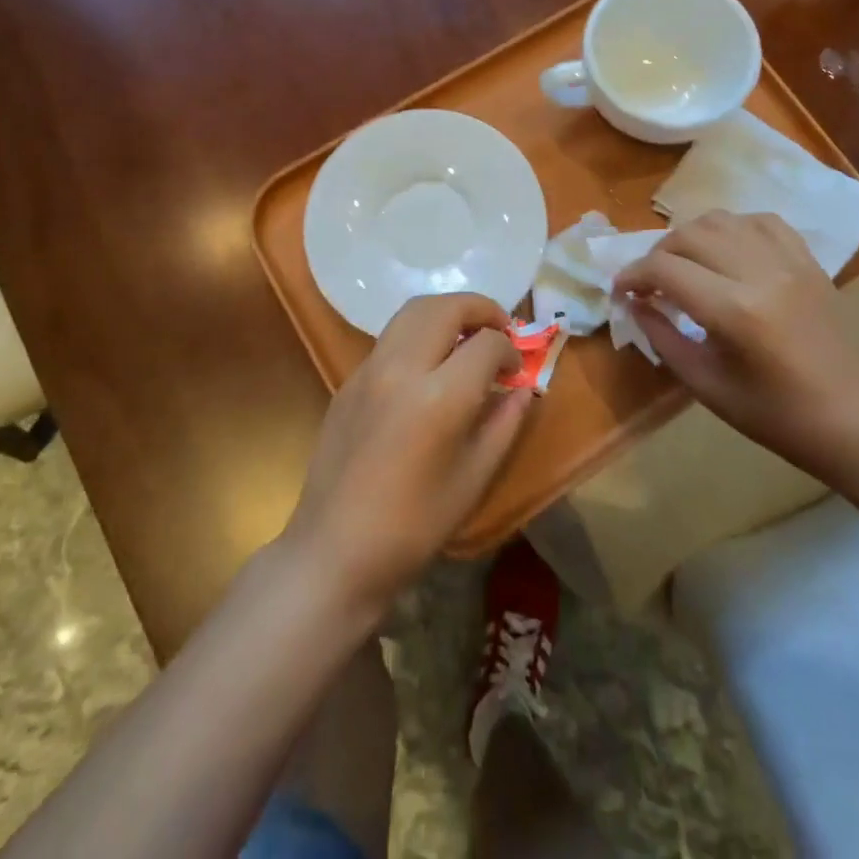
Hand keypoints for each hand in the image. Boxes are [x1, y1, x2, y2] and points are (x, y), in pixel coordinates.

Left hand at [283, 293, 530, 617]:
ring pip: (413, 310)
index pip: (487, 344)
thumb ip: (504, 424)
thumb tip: (523, 390)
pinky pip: (391, 336)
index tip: (516, 372)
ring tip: (466, 335)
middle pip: (446, 307)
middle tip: (500, 329)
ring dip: (447, 312)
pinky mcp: (349, 379)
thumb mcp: (474, 479)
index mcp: (440, 396)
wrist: (335, 550)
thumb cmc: (414, 525)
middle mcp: (402, 367)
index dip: (510, 351)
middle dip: (480, 309)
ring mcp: (370, 369)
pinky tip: (429, 364)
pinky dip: (419, 332)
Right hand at [615, 211, 858, 483]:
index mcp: (735, 310)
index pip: (665, 270)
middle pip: (689, 234)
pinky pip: (763, 221)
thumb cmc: (777, 417)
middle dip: (657, 254)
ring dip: (691, 236)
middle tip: (649, 283)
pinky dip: (733, 228)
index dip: (633, 276)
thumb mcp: (707, 386)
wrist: (857, 423)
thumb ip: (664, 339)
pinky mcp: (809, 261)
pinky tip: (726, 251)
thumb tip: (634, 305)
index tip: (621, 292)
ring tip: (684, 264)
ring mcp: (790, 261)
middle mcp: (761, 272)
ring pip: (723, 219)